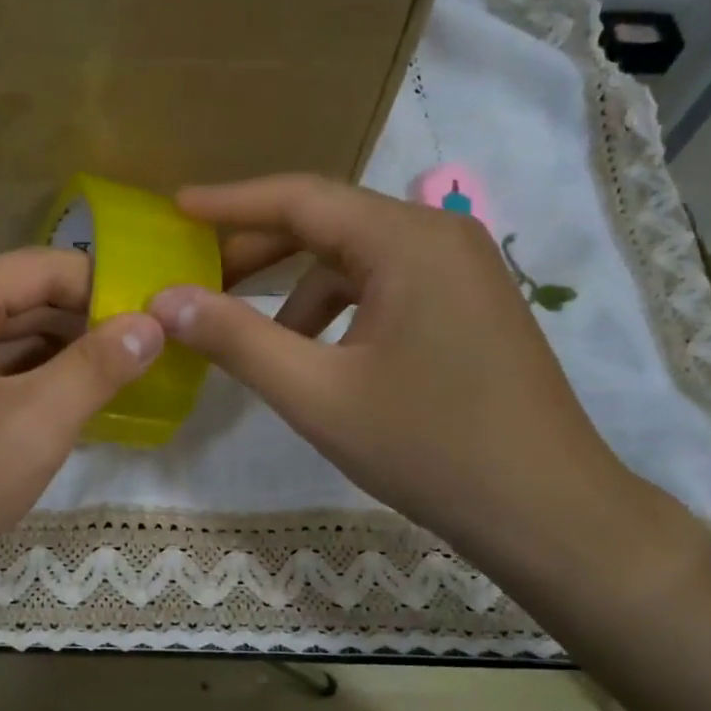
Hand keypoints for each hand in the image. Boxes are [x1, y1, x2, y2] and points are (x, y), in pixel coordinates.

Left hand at [0, 249, 162, 619]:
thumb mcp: (35, 424)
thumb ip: (98, 367)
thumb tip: (151, 322)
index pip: (47, 267)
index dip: (109, 290)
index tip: (160, 325)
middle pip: (23, 299)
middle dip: (85, 327)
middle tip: (148, 360)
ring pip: (2, 340)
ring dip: (57, 359)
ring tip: (115, 385)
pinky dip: (22, 386)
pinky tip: (60, 411)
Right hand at [148, 175, 647, 570]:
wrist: (545, 511)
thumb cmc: (427, 447)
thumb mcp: (315, 394)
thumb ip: (235, 340)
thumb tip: (164, 301)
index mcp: (406, 241)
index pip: (301, 199)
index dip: (230, 203)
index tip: (176, 207)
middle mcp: (439, 236)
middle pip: (329, 223)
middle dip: (258, 250)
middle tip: (196, 277)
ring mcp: (461, 271)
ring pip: (355, 259)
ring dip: (295, 288)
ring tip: (248, 333)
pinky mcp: (467, 305)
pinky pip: (384, 286)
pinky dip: (336, 309)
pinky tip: (312, 354)